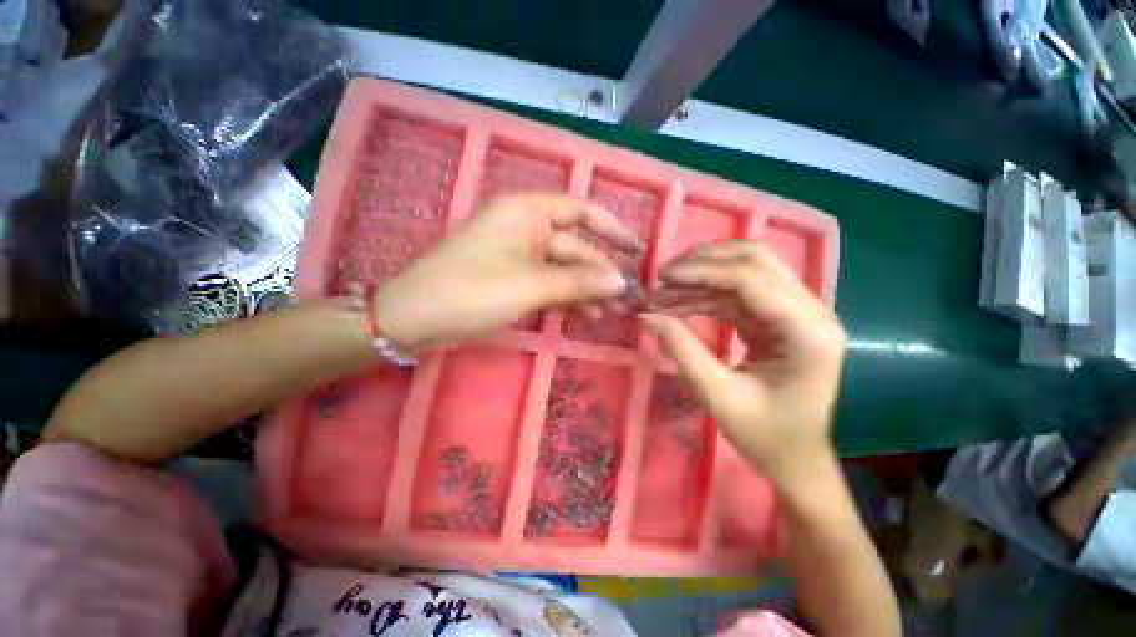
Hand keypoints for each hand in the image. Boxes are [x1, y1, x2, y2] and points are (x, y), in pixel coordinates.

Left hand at [373, 193, 641, 349]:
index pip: (579, 210)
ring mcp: (519, 257)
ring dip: (587, 290)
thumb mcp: (529, 285)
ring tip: (611, 313)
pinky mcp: (514, 280)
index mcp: (525, 212)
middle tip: (627, 299)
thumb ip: (577, 282)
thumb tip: (622, 282)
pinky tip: (586, 315)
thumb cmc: (470, 291)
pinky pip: (549, 285)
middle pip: (574, 247)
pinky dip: (568, 299)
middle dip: (601, 272)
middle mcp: (525, 228)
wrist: (414, 321)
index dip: (610, 228)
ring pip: (563, 270)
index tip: (636, 250)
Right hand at [642, 240, 845, 490]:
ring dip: (701, 277)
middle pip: (755, 259)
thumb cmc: (765, 436)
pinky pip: (739, 292)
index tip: (661, 278)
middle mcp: (811, 311)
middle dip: (703, 261)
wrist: (797, 459)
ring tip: (663, 292)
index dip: (700, 271)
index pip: (750, 279)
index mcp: (807, 333)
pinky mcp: (779, 318)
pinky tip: (678, 304)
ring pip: (745, 270)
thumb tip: (648, 315)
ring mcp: (797, 311)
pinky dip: (706, 294)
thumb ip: (682, 350)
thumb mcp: (718, 396)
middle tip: (663, 276)